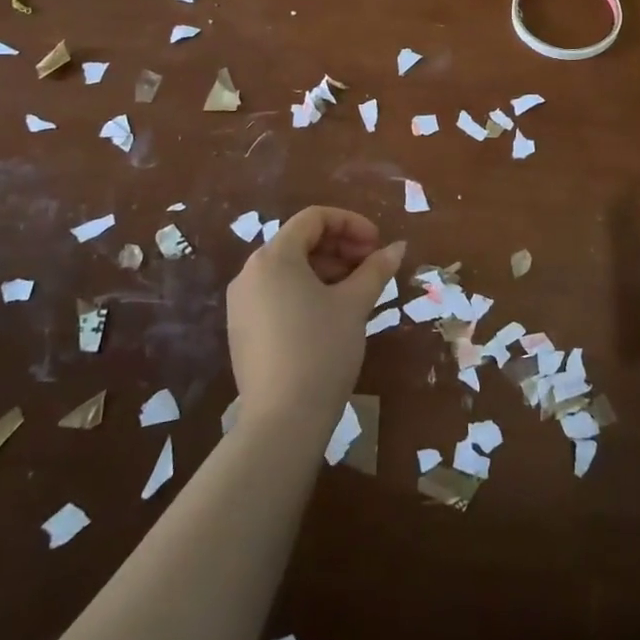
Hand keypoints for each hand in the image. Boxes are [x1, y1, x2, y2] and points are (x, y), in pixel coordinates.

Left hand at [226, 206, 403, 430]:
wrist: (282, 421)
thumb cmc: (322, 349)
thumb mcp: (354, 304)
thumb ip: (376, 269)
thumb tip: (397, 247)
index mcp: (274, 256)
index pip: (314, 218)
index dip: (351, 223)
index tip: (378, 244)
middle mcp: (250, 272)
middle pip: (299, 241)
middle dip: (340, 247)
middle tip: (372, 267)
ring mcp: (241, 303)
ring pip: (289, 269)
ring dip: (326, 269)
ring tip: (357, 291)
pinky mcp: (241, 329)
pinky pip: (276, 293)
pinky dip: (306, 291)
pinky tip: (331, 313)